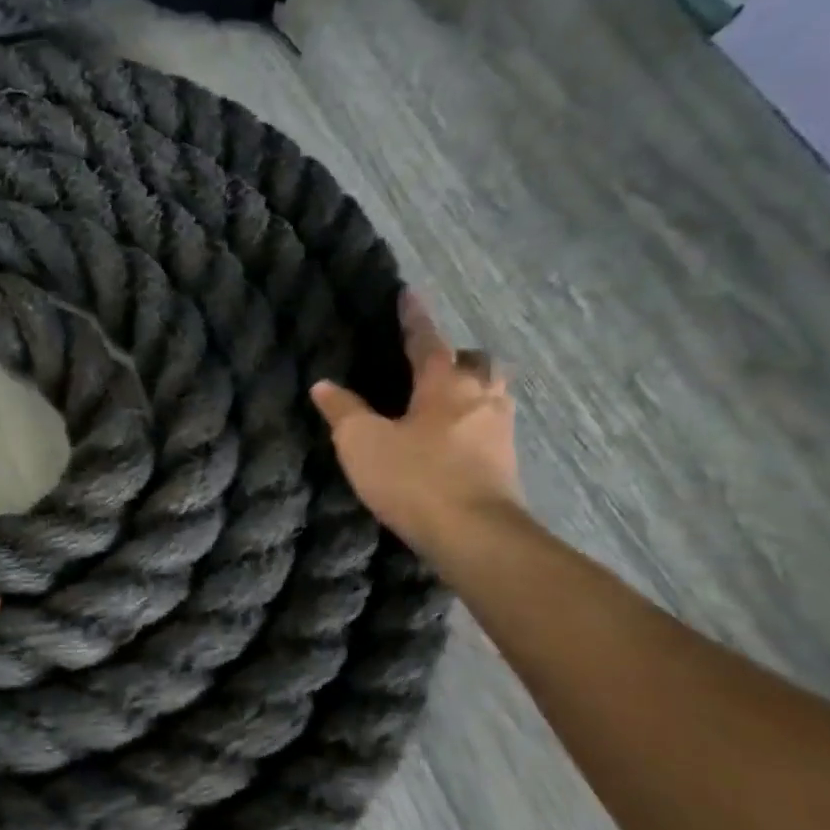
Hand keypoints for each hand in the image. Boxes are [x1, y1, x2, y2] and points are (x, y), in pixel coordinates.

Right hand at [310, 292, 522, 557]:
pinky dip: (473, 419)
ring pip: (492, 391)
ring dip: (472, 386)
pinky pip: (491, 423)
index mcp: (445, 384)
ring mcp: (499, 430)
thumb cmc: (414, 478)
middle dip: (457, 356)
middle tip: (433, 362)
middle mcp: (480, 397)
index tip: (409, 294)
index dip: (414, 318)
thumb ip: (343, 410)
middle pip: (477, 362)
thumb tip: (324, 385)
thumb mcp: (361, 442)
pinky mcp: (506, 462)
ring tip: (446, 398)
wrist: (474, 534)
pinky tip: (454, 437)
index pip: (428, 341)